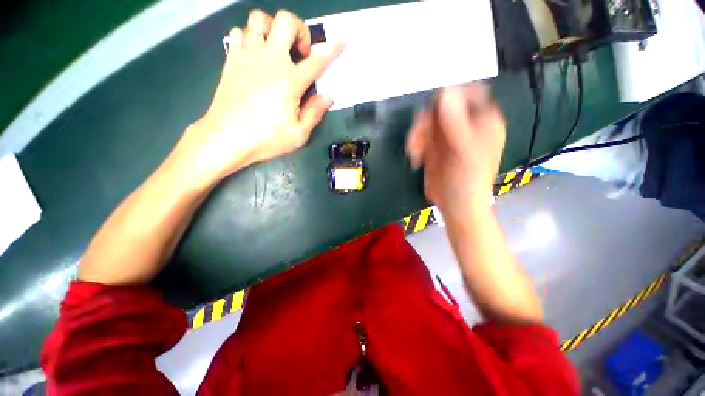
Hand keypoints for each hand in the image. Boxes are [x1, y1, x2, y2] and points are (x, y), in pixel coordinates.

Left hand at [176, 10, 344, 183]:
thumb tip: (328, 97)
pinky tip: (255, 56)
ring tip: (277, 50)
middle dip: (299, 30)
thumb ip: (315, 113)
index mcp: (290, 80)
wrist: (226, 137)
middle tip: (300, 53)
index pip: (317, 60)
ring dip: (273, 29)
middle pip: (286, 21)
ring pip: (259, 19)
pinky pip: (240, 33)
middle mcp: (270, 60)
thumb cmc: (266, 138)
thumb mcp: (298, 134)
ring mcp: (248, 56)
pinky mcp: (231, 59)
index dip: (332, 50)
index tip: (340, 43)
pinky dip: (250, 38)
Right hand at [406, 83, 505, 221]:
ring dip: (417, 134)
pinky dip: (415, 145)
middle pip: (442, 107)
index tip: (432, 108)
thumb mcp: (464, 150)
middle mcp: (465, 124)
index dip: (450, 95)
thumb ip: (456, 121)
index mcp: (482, 120)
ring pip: (428, 121)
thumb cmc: (467, 179)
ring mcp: (448, 135)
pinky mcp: (434, 147)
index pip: (468, 91)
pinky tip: (416, 158)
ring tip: (414, 152)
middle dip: (426, 121)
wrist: (455, 204)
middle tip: (417, 136)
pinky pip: (421, 136)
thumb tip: (444, 91)